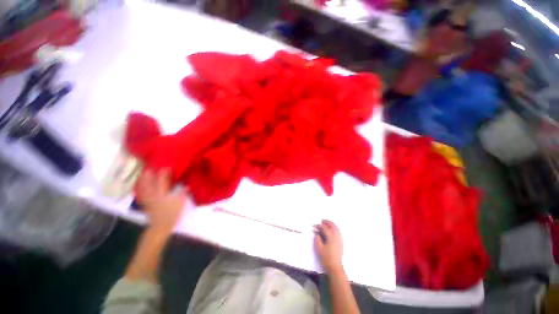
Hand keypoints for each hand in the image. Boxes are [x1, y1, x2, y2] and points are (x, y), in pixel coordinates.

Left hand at [136, 168, 186, 234]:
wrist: (160, 227)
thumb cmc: (171, 215)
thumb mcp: (180, 205)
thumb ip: (182, 194)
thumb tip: (187, 186)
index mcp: (162, 195)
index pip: (162, 181)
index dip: (163, 174)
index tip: (166, 167)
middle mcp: (153, 196)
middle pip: (149, 184)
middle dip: (149, 176)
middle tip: (150, 168)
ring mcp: (148, 200)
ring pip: (144, 189)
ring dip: (143, 181)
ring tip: (144, 174)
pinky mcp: (146, 204)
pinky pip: (142, 194)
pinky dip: (141, 189)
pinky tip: (141, 187)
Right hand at [314, 220, 343, 274]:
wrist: (335, 267)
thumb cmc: (326, 258)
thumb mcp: (319, 249)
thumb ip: (317, 239)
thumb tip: (317, 234)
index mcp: (330, 237)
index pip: (325, 228)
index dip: (320, 226)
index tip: (315, 226)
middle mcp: (336, 237)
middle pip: (333, 226)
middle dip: (328, 222)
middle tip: (322, 221)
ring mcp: (339, 240)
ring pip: (336, 229)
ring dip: (331, 225)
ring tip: (327, 224)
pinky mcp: (341, 243)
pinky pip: (338, 232)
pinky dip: (335, 229)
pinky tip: (332, 230)